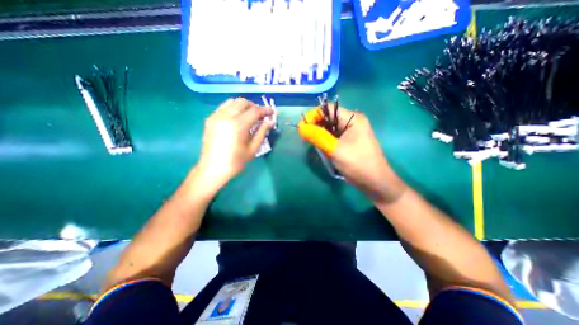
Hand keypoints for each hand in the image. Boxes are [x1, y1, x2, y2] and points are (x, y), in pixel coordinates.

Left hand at [193, 96, 273, 192]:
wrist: (213, 168)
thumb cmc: (236, 161)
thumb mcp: (253, 148)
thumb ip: (262, 132)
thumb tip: (271, 121)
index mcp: (238, 125)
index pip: (255, 111)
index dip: (265, 110)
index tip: (272, 112)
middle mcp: (226, 116)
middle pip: (243, 102)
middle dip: (255, 106)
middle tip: (261, 115)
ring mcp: (216, 116)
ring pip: (233, 102)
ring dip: (244, 106)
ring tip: (250, 115)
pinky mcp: (210, 119)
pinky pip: (224, 106)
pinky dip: (233, 108)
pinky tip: (237, 117)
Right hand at [298, 106, 406, 203]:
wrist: (375, 183)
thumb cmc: (358, 164)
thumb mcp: (335, 150)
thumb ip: (318, 137)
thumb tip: (301, 127)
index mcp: (353, 119)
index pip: (329, 109)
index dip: (313, 115)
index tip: (302, 128)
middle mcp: (352, 123)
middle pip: (329, 118)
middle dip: (315, 126)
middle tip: (304, 137)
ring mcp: (351, 133)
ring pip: (330, 129)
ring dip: (319, 134)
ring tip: (311, 143)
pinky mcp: (348, 143)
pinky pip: (333, 137)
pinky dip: (325, 141)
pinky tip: (320, 148)